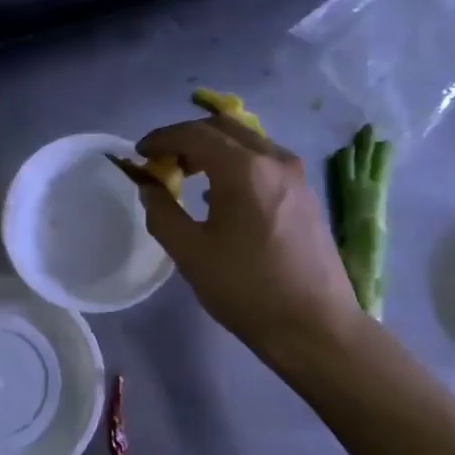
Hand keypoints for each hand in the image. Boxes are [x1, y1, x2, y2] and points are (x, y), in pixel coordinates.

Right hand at [134, 117, 362, 364]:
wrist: (314, 326)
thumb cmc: (246, 289)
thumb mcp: (190, 253)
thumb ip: (162, 212)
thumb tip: (148, 187)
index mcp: (243, 169)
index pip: (194, 133)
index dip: (162, 138)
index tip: (140, 153)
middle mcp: (274, 160)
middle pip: (224, 128)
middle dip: (188, 137)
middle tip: (163, 161)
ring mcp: (296, 176)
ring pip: (247, 142)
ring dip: (214, 149)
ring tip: (189, 175)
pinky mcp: (306, 195)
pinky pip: (264, 162)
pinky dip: (236, 163)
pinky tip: (222, 195)